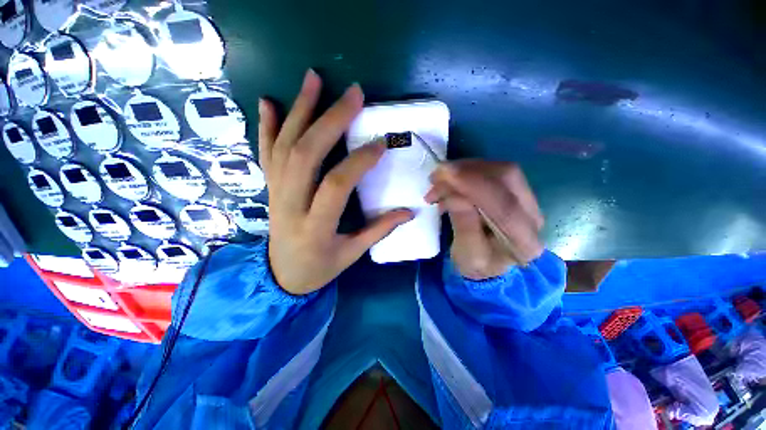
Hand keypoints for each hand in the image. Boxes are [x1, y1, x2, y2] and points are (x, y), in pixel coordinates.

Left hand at [259, 70, 413, 294]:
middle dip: (331, 120)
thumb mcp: (351, 255)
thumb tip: (408, 212)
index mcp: (315, 227)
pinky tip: (271, 102)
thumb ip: (378, 230)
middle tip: (354, 94)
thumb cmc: (319, 267)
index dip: (359, 161)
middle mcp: (290, 204)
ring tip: (314, 79)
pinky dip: (267, 125)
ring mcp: (275, 193)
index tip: (381, 143)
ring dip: (300, 110)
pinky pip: (266, 152)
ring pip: (285, 146)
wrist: (280, 276)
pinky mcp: (269, 187)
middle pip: (306, 154)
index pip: (336, 185)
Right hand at [425, 160, 543, 279]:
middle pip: (507, 178)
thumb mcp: (466, 255)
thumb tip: (455, 196)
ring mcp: (527, 200)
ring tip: (438, 182)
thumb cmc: (477, 265)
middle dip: (467, 172)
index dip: (475, 186)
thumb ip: (464, 226)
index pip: (504, 206)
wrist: (491, 264)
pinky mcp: (515, 190)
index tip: (446, 174)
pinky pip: (492, 171)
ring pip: (499, 170)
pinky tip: (450, 181)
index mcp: (524, 242)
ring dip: (464, 170)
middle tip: (437, 176)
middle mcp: (533, 216)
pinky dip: (467, 171)